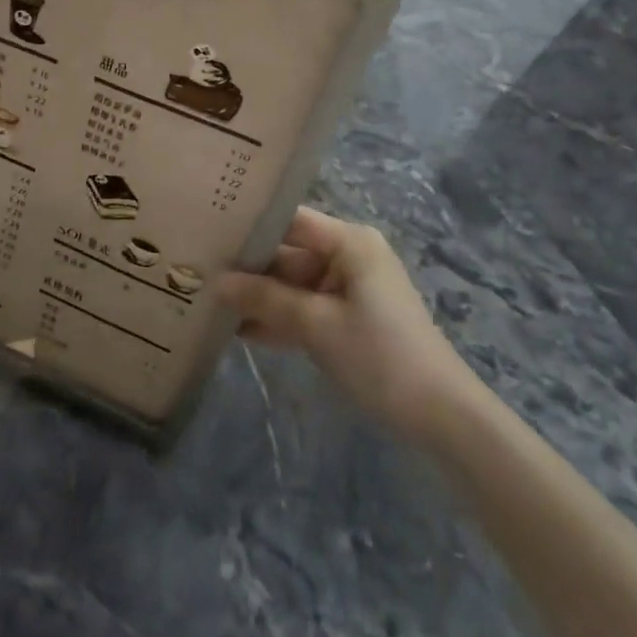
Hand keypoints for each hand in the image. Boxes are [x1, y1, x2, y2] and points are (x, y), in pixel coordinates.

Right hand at [216, 206, 483, 440]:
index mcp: (349, 242)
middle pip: (287, 253)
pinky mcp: (347, 319)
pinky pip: (304, 309)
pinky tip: (236, 331)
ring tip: (206, 301)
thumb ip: (264, 299)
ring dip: (258, 298)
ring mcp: (348, 289)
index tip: (206, 231)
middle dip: (247, 268)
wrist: (441, 416)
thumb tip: (215, 282)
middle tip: (196, 272)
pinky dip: (278, 319)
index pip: (289, 220)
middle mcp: (348, 256)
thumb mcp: (316, 324)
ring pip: (291, 285)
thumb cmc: (380, 356)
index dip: (249, 225)